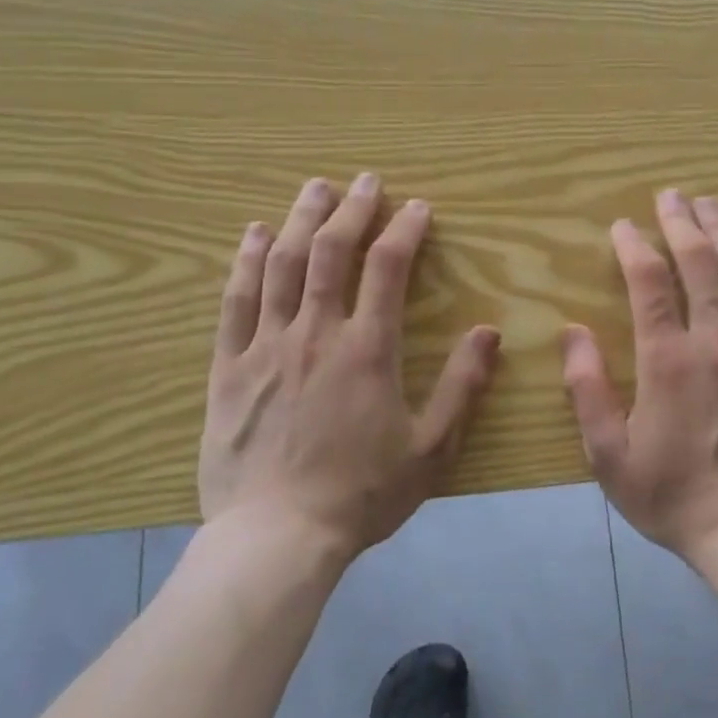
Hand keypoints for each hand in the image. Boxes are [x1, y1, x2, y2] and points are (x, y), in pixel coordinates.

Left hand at [198, 175, 501, 562]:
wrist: (276, 537)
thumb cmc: (361, 494)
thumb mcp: (431, 449)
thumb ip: (462, 387)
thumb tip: (488, 331)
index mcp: (367, 349)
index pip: (387, 268)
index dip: (404, 230)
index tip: (418, 207)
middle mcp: (315, 332)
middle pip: (330, 251)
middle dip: (352, 208)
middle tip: (367, 180)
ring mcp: (266, 345)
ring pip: (280, 264)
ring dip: (300, 219)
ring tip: (315, 188)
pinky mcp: (228, 367)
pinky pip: (235, 301)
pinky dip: (244, 261)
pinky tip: (252, 234)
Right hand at [561, 189, 717, 561]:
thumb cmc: (672, 495)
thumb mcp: (608, 454)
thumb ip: (586, 389)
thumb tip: (571, 332)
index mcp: (668, 359)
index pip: (649, 282)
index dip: (634, 246)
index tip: (623, 226)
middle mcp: (717, 341)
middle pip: (701, 262)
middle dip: (682, 222)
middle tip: (671, 195)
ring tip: (711, 206)